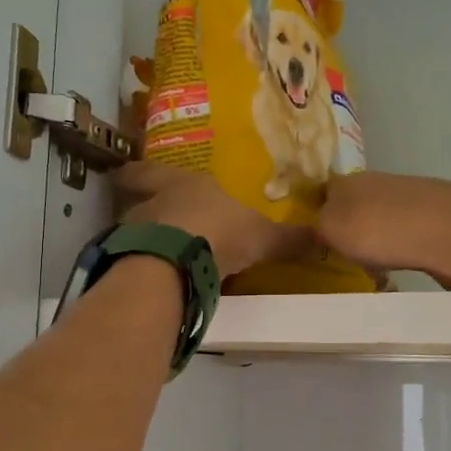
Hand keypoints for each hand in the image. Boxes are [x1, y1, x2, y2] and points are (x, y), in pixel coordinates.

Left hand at [112, 163, 307, 278]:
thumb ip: (288, 240)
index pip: (151, 171)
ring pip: (137, 230)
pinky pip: (138, 260)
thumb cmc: (219, 232)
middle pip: (140, 199)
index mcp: (182, 184)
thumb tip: (325, 239)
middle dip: (145, 205)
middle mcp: (154, 202)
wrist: (176, 262)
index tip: (124, 171)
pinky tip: (162, 279)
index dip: (140, 172)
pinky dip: (148, 267)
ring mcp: (137, 232)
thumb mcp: (261, 237)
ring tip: (163, 254)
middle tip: (150, 213)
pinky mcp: (129, 261)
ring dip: (147, 239)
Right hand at [315, 172, 450, 284]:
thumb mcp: (331, 230)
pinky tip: (405, 263)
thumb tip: (316, 225)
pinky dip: (402, 246)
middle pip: (355, 205)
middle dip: (350, 229)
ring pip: (382, 218)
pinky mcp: (435, 212)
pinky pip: (407, 231)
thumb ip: (316, 227)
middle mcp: (376, 181)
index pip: (323, 191)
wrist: (447, 229)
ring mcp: (408, 195)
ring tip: (375, 266)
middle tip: (344, 258)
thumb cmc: (378, 229)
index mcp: (347, 181)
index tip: (314, 239)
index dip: (317, 213)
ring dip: (378, 238)